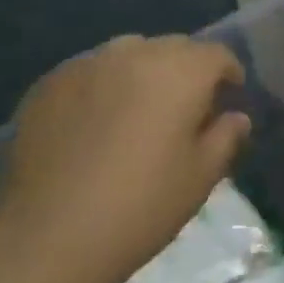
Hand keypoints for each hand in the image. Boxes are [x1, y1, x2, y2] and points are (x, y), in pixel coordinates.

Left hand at [0, 35, 251, 282]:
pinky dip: (104, 85)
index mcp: (180, 72)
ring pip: (128, 52)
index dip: (228, 73)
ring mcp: (86, 65)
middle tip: (187, 106)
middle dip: (187, 69)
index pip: (215, 54)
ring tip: (139, 108)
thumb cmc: (142, 206)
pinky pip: (90, 71)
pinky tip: (96, 122)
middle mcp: (134, 54)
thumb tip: (235, 117)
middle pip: (172, 47)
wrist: (50, 235)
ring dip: (144, 71)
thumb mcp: (200, 177)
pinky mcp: (48, 84)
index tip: (229, 97)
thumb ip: (225, 137)